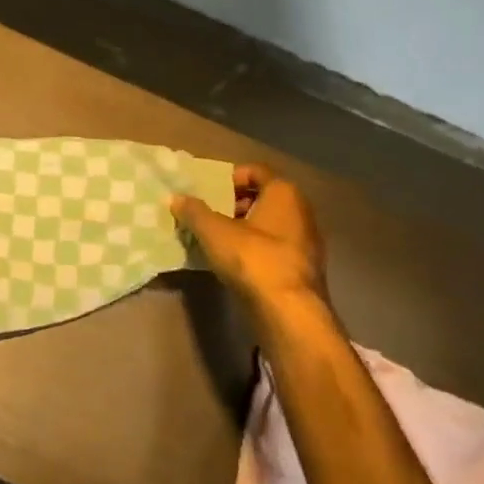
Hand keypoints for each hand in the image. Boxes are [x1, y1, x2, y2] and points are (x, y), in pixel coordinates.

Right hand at [172, 163, 327, 308]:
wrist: (289, 313)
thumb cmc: (253, 258)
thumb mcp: (213, 231)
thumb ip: (194, 211)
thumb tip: (177, 198)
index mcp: (284, 194)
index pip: (256, 170)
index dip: (230, 176)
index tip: (209, 191)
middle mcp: (302, 212)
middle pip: (263, 197)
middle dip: (234, 203)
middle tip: (209, 214)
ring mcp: (306, 242)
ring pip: (269, 224)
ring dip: (243, 227)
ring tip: (216, 239)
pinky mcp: (303, 269)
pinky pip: (274, 247)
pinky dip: (254, 249)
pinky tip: (233, 262)